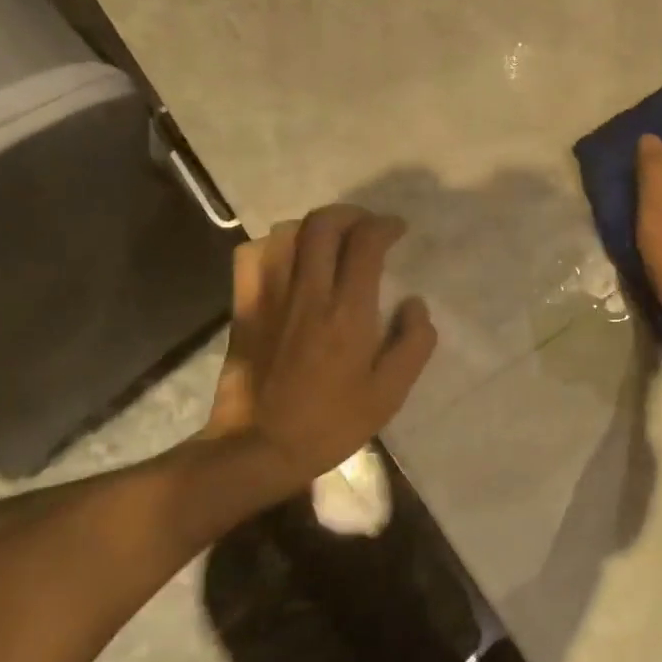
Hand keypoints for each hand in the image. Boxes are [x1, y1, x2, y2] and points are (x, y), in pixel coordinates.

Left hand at [203, 205, 436, 491]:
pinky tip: (287, 258)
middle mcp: (309, 292)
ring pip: (287, 232)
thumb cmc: (331, 423)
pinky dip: (274, 244)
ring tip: (331, 240)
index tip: (397, 230)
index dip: (384, 226)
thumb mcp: (389, 394)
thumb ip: (413, 344)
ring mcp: (270, 296)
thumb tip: (416, 303)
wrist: (259, 447)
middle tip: (366, 227)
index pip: (365, 243)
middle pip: (324, 224)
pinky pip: (252, 255)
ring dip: (314, 226)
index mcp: (348, 312)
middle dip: (350, 214)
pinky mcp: (244, 307)